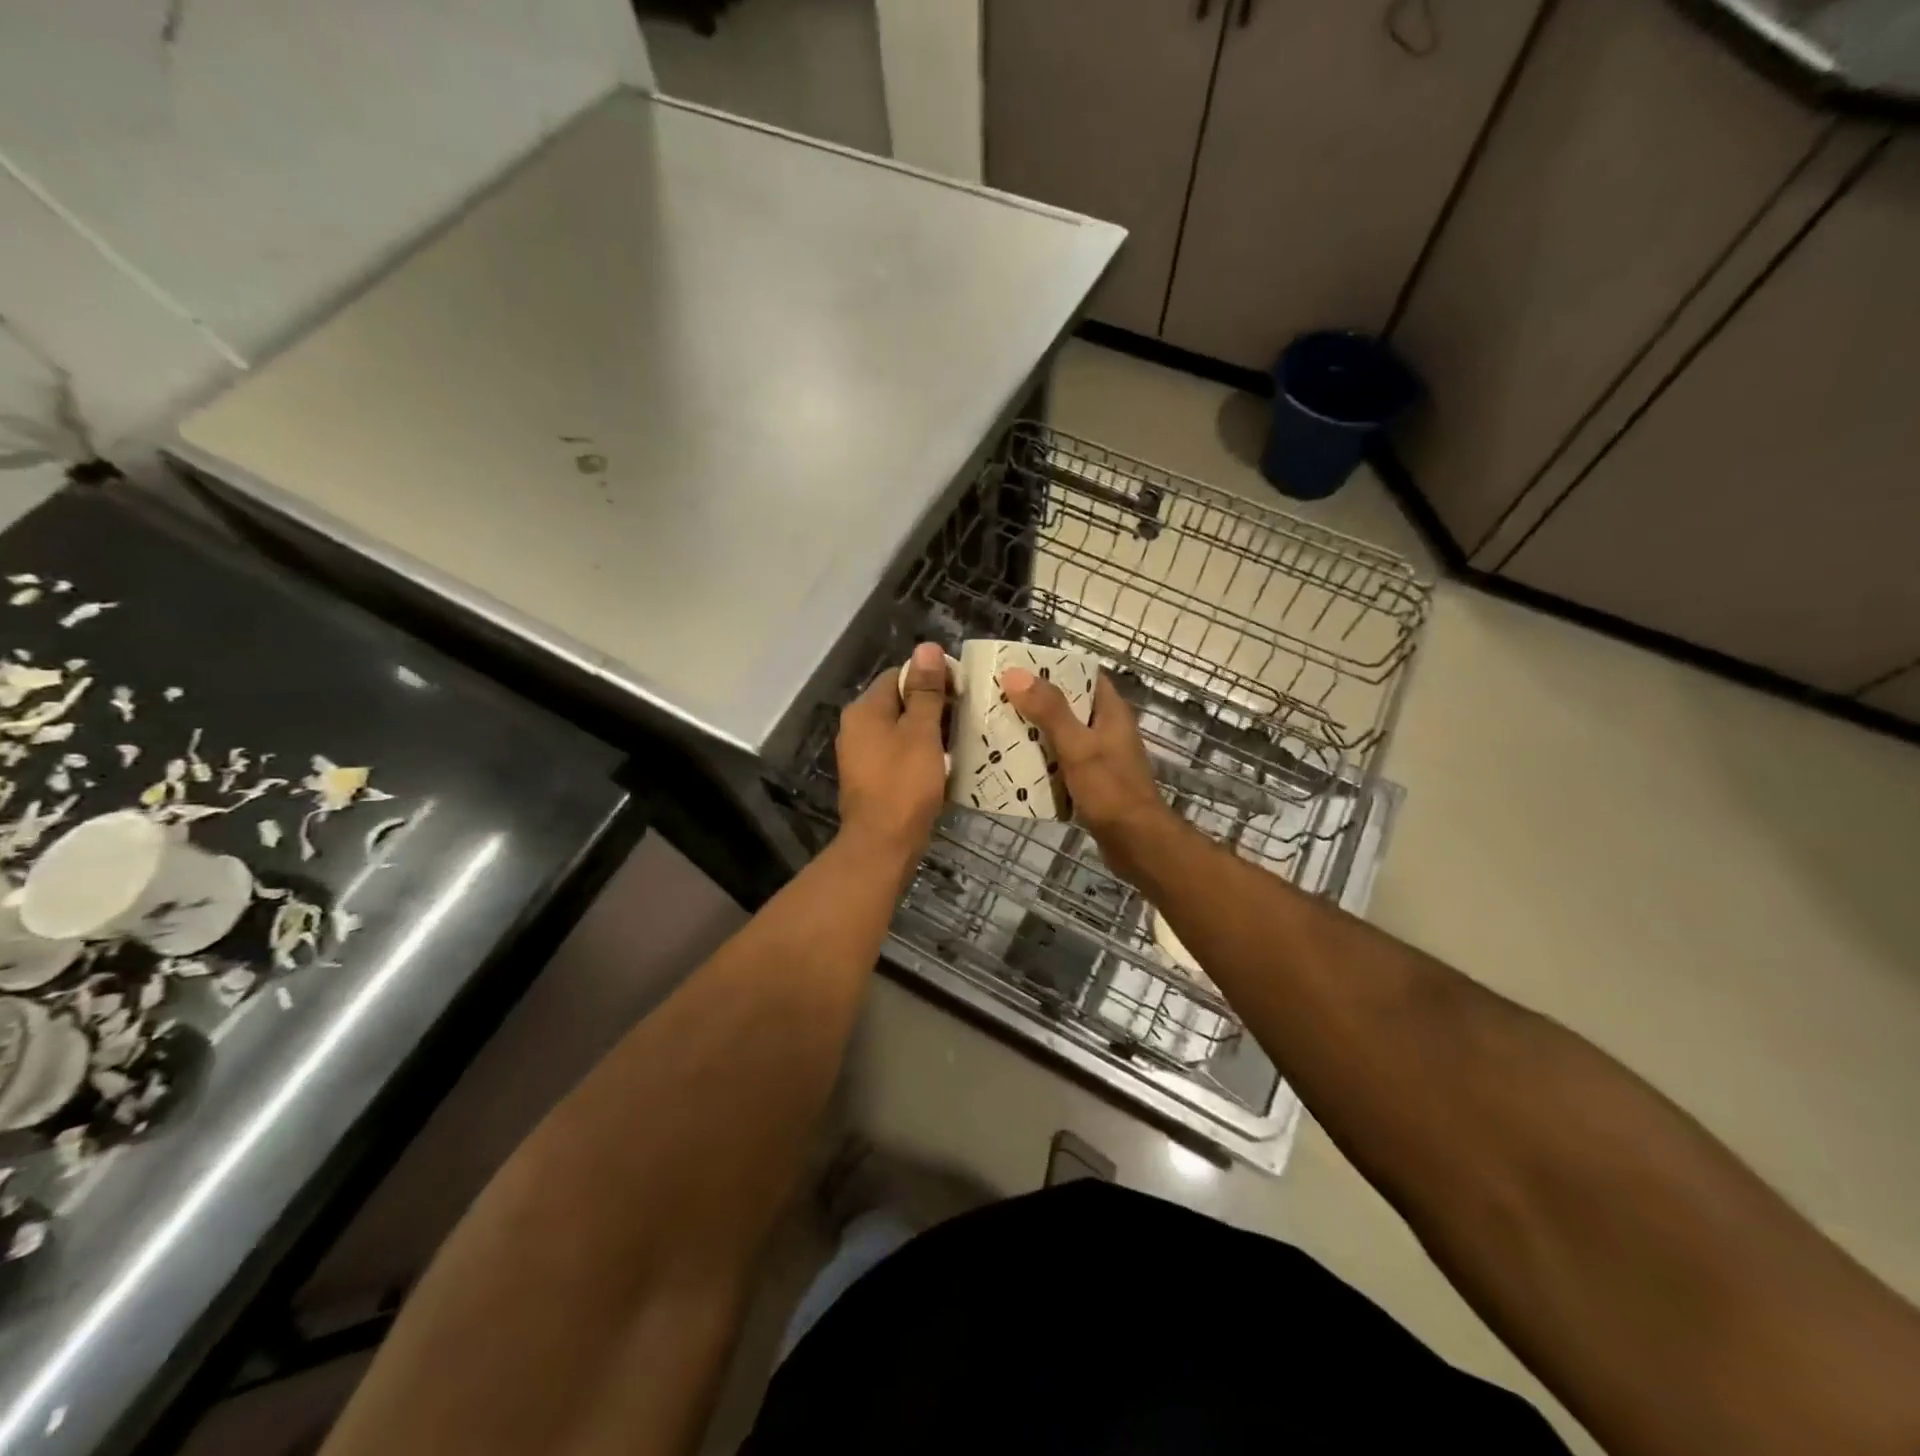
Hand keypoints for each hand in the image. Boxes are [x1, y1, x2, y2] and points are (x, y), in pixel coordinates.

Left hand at [835, 642, 950, 864]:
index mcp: (865, 710)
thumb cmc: (905, 784)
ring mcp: (861, 754)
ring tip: (960, 738)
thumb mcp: (921, 733)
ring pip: (900, 729)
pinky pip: (897, 752)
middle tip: (966, 715)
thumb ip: (925, 690)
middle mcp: (856, 727)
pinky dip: (919, 752)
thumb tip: (927, 647)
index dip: (931, 677)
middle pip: (898, 701)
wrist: (883, 843)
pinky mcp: (871, 777)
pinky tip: (942, 762)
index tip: (961, 690)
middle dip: (932, 705)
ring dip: (928, 730)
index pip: (899, 675)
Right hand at [999, 668, 1173, 880]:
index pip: (1085, 675)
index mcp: (1111, 712)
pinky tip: (1016, 765)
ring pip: (1063, 734)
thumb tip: (1016, 674)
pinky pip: (1061, 762)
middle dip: (1036, 701)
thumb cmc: (1110, 790)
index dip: (1055, 667)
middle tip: (999, 698)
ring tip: (999, 728)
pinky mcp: (1091, 781)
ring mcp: (1100, 757)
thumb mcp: (1077, 746)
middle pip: (1069, 704)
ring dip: (1036, 732)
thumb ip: (1050, 711)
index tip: (1020, 667)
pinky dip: (1041, 760)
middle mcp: (1107, 729)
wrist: (1136, 843)